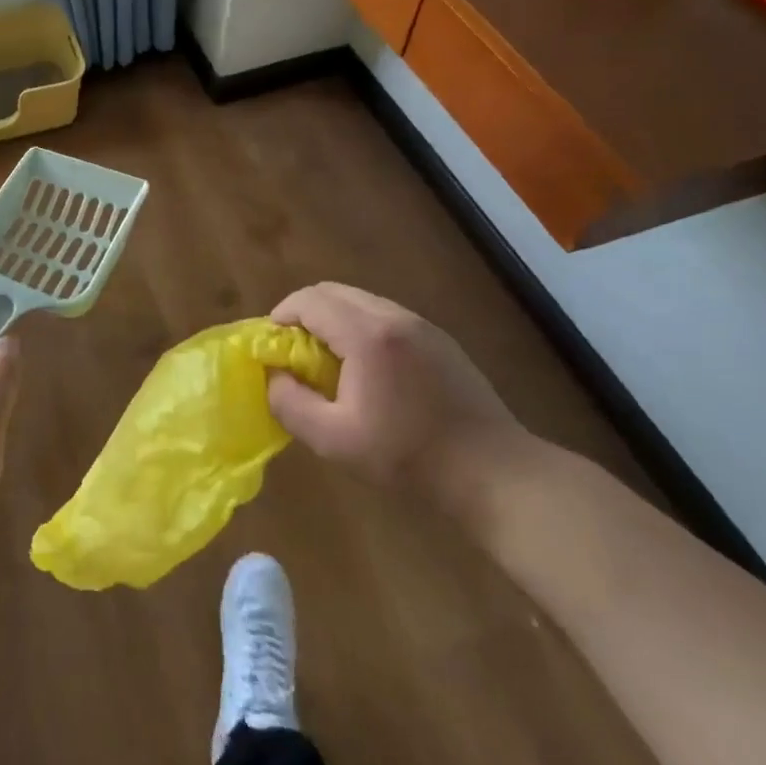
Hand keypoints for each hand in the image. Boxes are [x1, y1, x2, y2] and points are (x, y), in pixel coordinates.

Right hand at [267, 283, 518, 486]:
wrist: (494, 473)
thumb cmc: (409, 457)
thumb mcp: (335, 441)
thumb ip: (291, 404)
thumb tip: (273, 377)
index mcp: (366, 334)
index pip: (310, 300)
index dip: (282, 315)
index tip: (271, 345)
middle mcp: (393, 316)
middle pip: (334, 292)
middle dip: (304, 313)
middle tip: (294, 350)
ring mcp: (421, 325)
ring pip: (361, 301)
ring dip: (333, 319)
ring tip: (327, 361)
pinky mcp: (439, 340)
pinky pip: (385, 316)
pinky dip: (360, 327)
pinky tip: (366, 369)